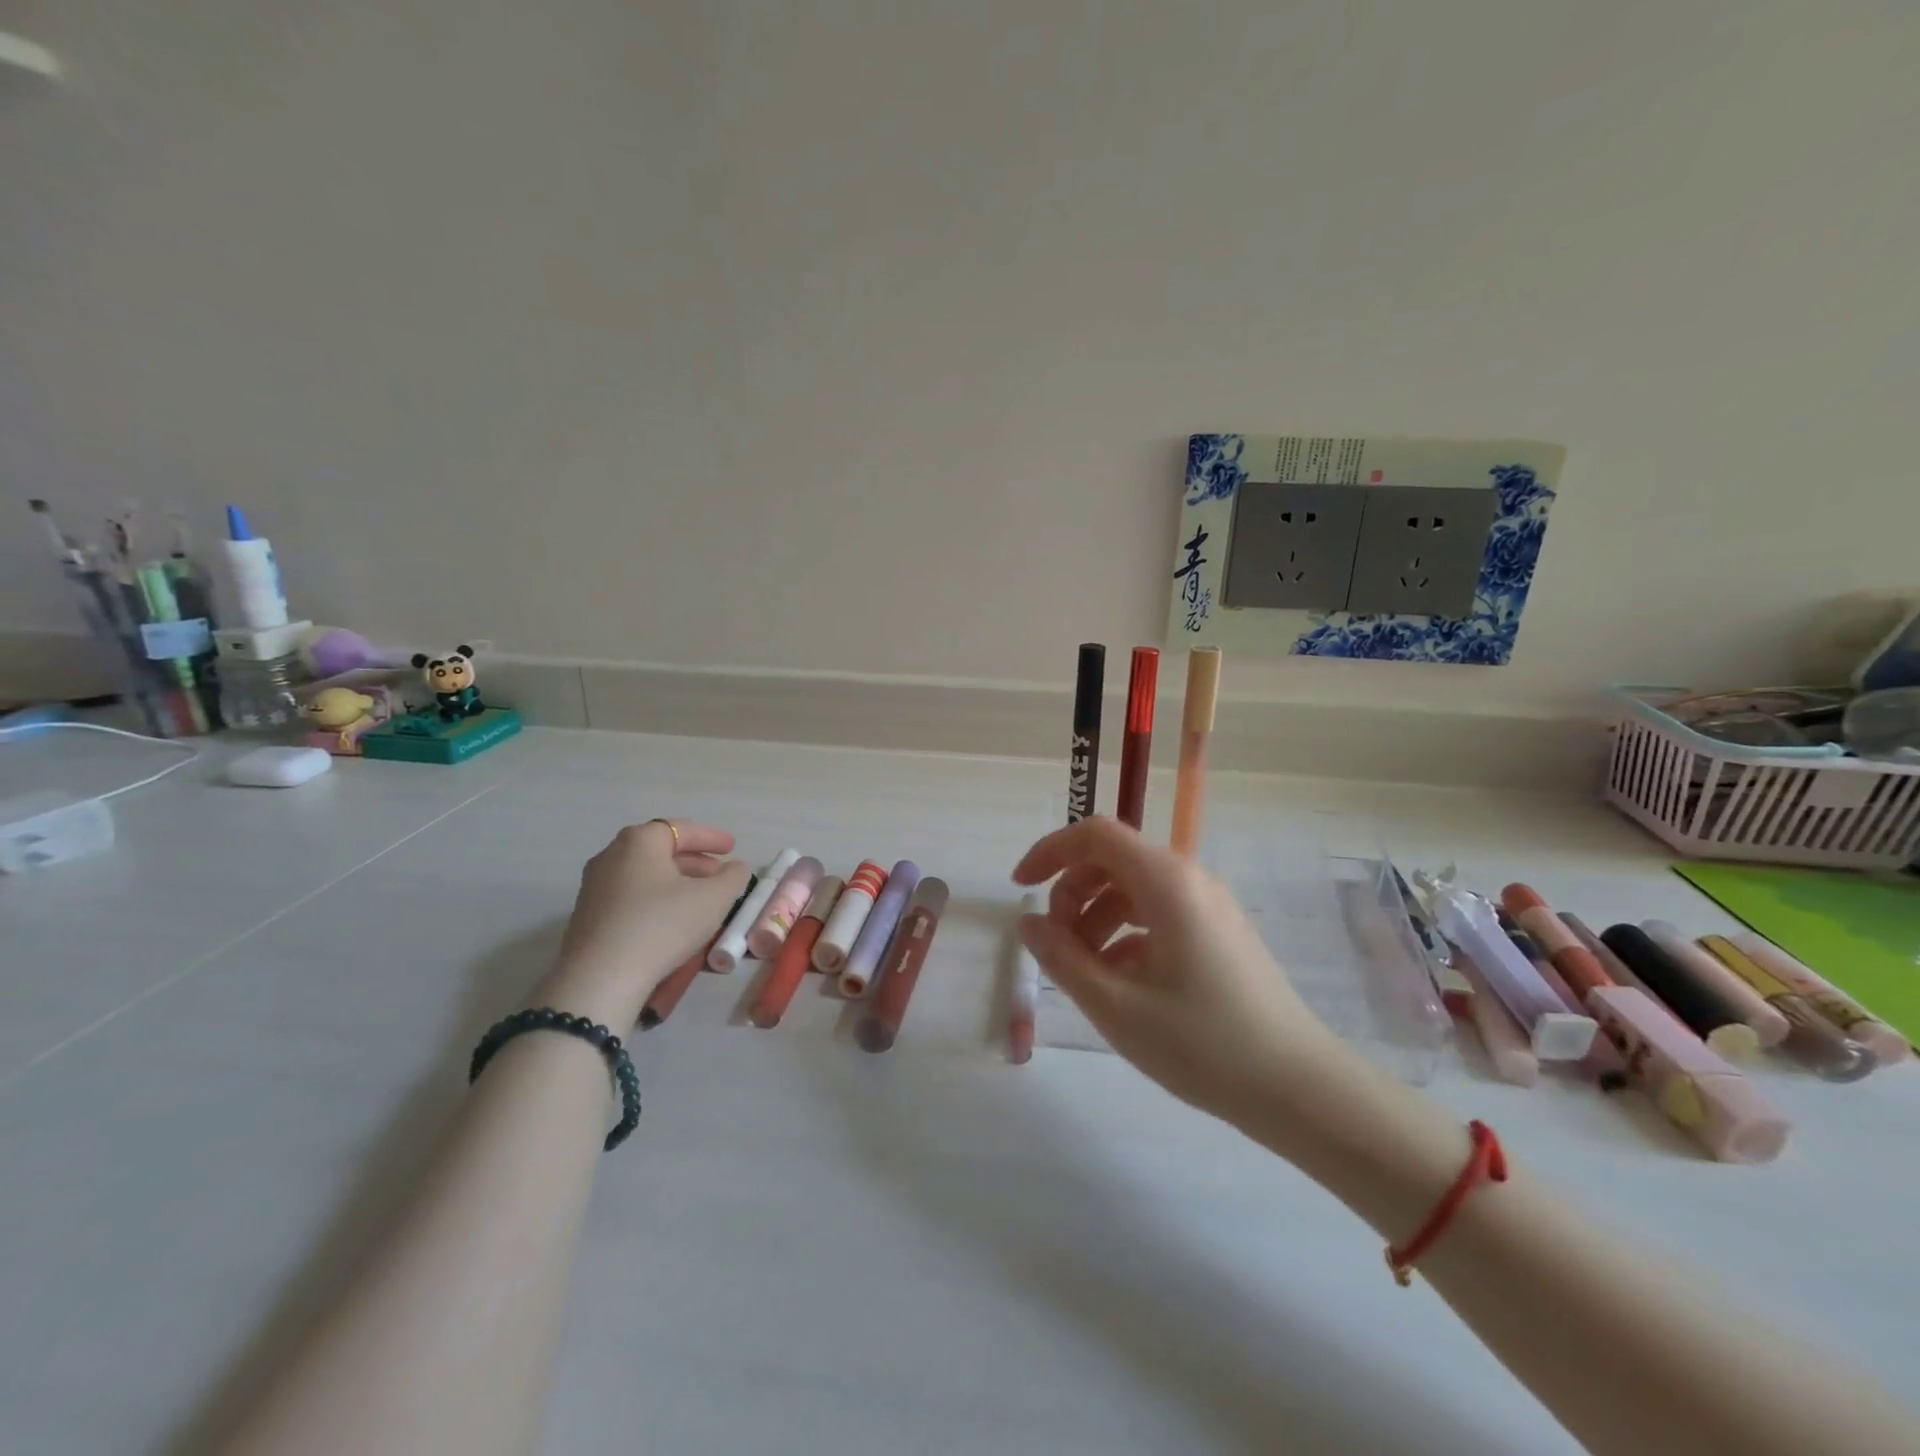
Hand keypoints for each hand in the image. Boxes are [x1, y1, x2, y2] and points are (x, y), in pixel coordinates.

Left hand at [537, 820, 750, 1026]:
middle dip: (694, 862)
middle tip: (719, 875)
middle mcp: (611, 855)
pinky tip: (672, 921)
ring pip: (645, 875)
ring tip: (700, 900)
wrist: (601, 979)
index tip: (732, 848)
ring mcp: (594, 887)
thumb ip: (733, 877)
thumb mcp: (714, 898)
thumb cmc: (663, 925)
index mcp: (639, 841)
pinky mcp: (587, 917)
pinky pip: (630, 897)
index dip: (710, 837)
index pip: (681, 829)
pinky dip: (655, 900)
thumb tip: (734, 869)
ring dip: (675, 883)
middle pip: (660, 851)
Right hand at [1013, 817, 1364, 1137]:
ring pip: (1134, 890)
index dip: (1049, 852)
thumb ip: (1063, 959)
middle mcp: (1190, 880)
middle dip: (1072, 893)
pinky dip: (1127, 936)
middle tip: (1056, 944)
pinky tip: (1120, 984)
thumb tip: (1029, 925)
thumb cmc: (1202, 1043)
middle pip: (1113, 860)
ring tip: (1084, 972)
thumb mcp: (1116, 1006)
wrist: (1300, 1089)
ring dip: (1096, 918)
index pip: (1095, 835)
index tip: (1019, 889)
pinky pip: (1159, 915)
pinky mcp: (1220, 933)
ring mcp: (1209, 906)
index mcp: (1166, 882)